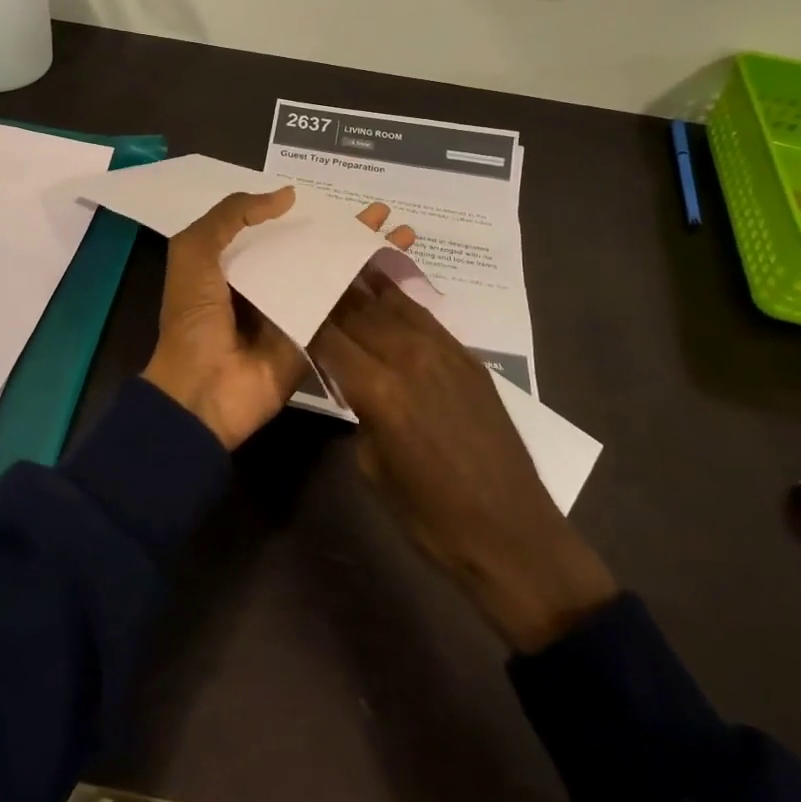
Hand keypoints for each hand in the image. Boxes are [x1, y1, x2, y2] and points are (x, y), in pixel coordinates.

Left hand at [144, 190, 414, 450]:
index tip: (335, 196)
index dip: (303, 211)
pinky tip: (399, 271)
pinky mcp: (315, 339)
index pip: (275, 228)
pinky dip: (369, 292)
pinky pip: (343, 310)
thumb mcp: (194, 252)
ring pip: (334, 275)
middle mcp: (268, 284)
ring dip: (365, 255)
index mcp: (235, 263)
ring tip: (402, 231)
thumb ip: (231, 216)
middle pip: (312, 249)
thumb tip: (288, 195)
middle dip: (345, 230)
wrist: (203, 391)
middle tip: (381, 211)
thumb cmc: (193, 318)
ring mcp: (294, 312)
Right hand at [311, 275, 617, 652]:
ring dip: (363, 288)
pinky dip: (399, 300)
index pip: (329, 337)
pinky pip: (425, 316)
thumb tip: (349, 380)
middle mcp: (409, 357)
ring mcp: (443, 352)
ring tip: (339, 268)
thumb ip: (357, 411)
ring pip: (393, 304)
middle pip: (359, 312)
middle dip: (330, 296)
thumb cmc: (430, 516)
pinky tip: (383, 288)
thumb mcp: (373, 467)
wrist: (511, 533)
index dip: (306, 318)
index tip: (289, 304)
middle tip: (308, 279)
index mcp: (379, 390)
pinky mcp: (468, 357)